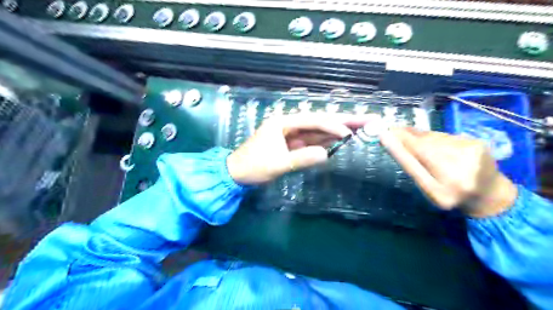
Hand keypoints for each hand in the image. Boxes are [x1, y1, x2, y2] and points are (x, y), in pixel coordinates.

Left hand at [227, 113, 368, 183]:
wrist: (237, 173)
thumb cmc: (252, 166)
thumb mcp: (276, 164)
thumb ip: (301, 159)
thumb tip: (326, 154)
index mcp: (283, 123)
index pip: (312, 121)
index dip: (331, 126)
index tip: (349, 133)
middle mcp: (289, 124)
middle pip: (320, 122)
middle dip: (343, 121)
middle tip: (367, 119)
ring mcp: (292, 135)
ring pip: (319, 131)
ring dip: (339, 129)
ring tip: (362, 127)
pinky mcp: (293, 145)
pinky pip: (314, 141)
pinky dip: (328, 140)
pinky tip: (343, 138)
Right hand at [381, 128, 519, 217]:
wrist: (492, 196)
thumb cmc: (452, 196)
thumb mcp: (428, 190)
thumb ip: (412, 167)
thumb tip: (393, 141)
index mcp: (442, 192)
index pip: (414, 166)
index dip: (397, 149)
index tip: (383, 134)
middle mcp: (459, 173)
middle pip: (424, 147)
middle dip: (406, 137)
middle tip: (392, 130)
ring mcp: (471, 155)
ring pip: (434, 139)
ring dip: (419, 135)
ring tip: (408, 135)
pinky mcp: (477, 142)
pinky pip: (445, 136)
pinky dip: (433, 136)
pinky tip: (431, 141)